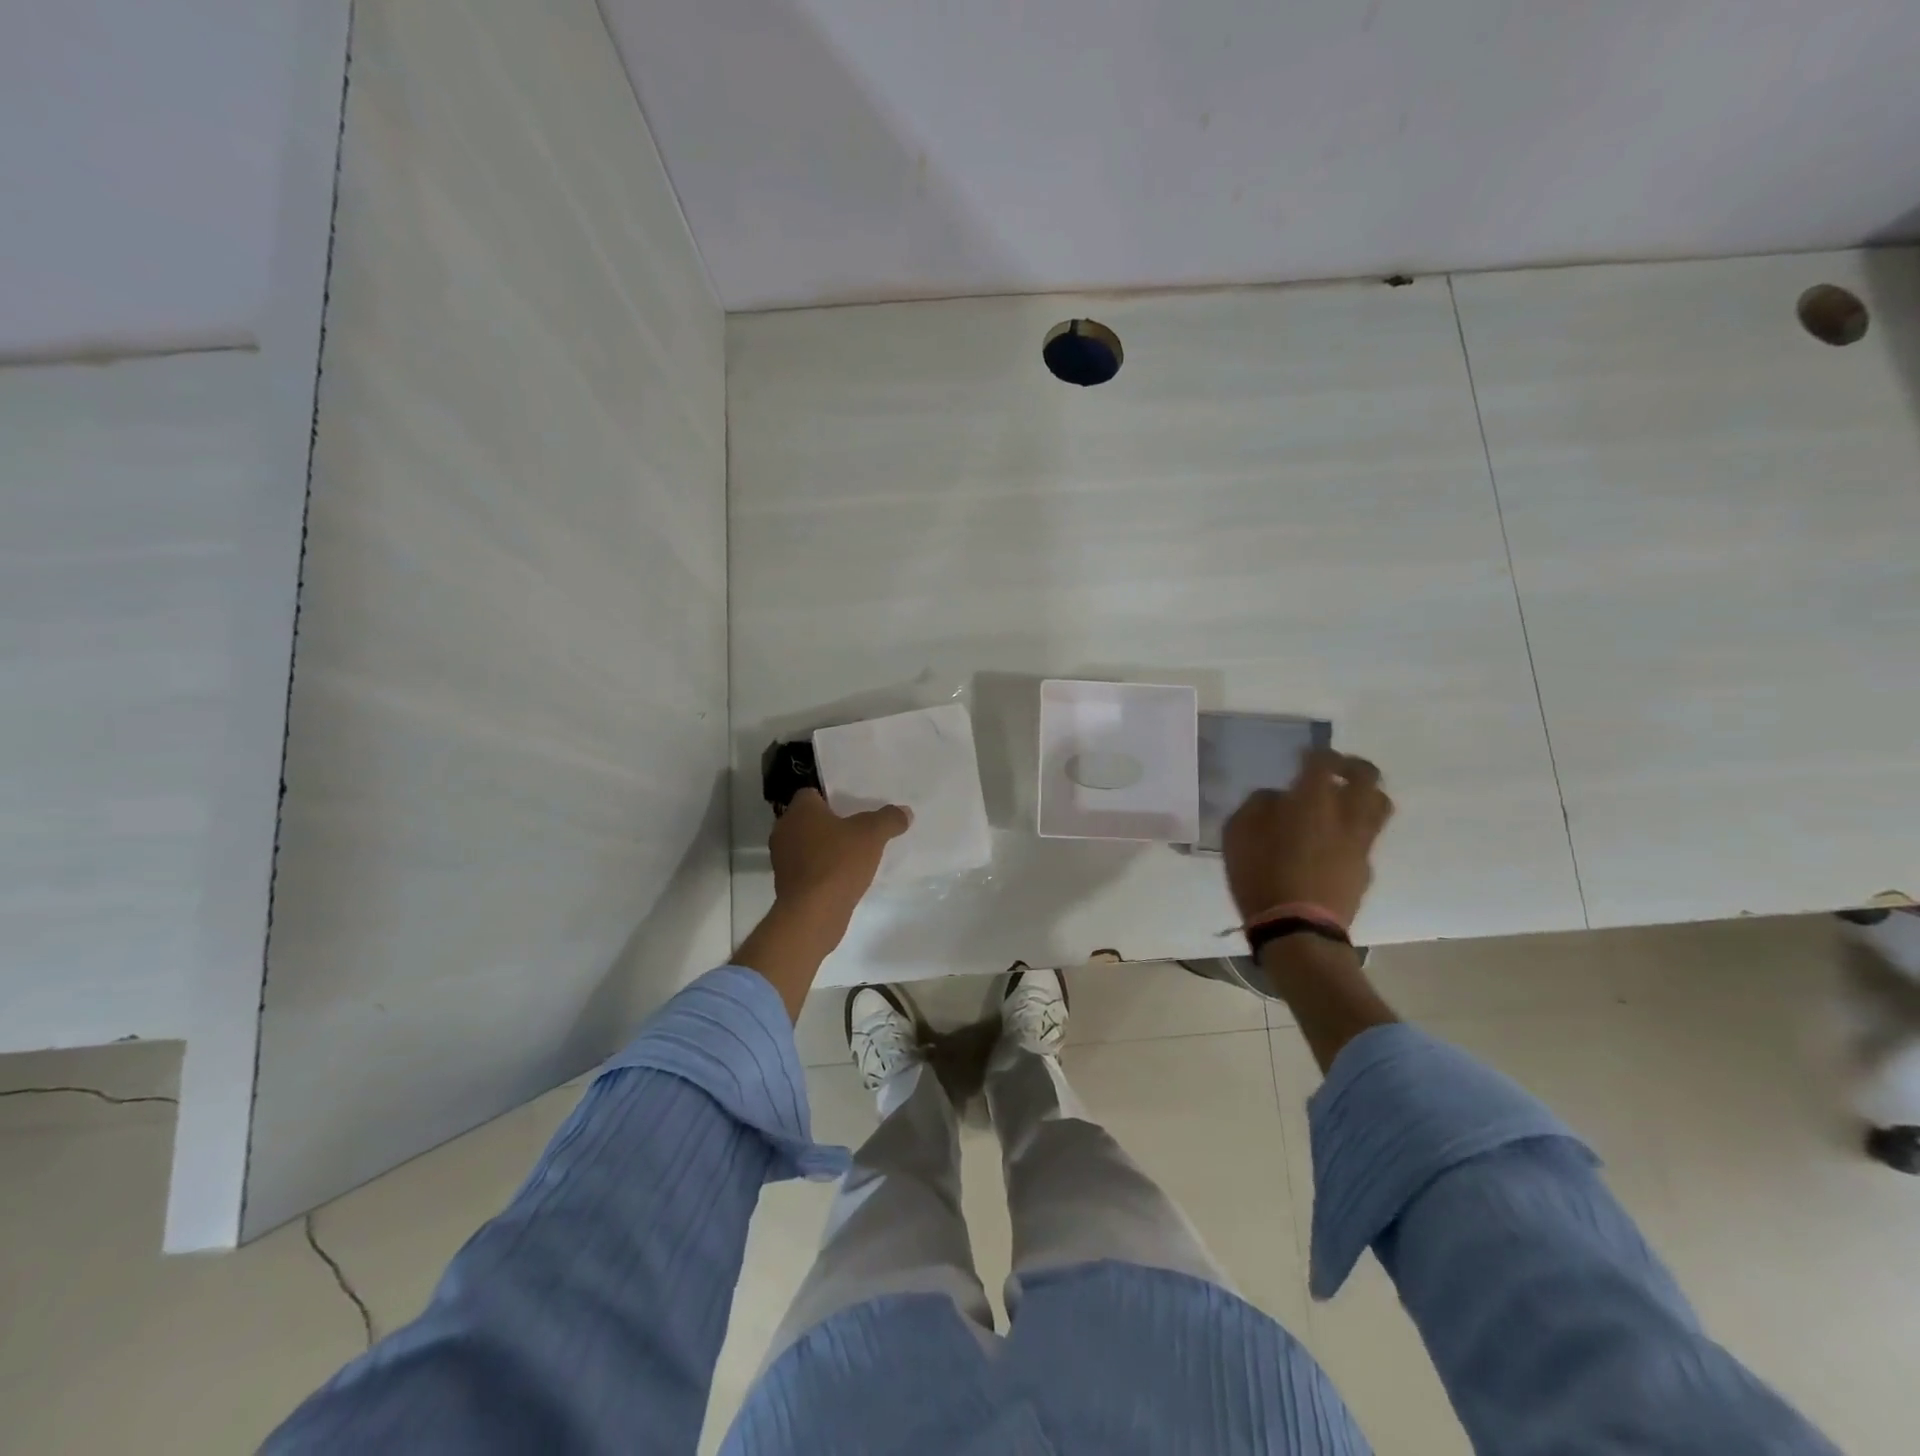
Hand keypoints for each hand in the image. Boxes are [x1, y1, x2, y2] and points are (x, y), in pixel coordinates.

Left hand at [769, 788, 910, 943]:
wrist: (812, 914)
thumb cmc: (838, 862)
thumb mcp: (872, 835)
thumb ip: (889, 819)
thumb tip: (905, 811)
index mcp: (799, 810)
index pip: (811, 793)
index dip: (831, 798)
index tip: (852, 808)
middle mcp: (784, 830)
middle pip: (808, 820)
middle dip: (830, 824)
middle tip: (856, 830)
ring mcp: (782, 860)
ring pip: (806, 845)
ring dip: (825, 849)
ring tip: (852, 855)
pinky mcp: (786, 885)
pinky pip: (807, 869)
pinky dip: (821, 870)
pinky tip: (842, 878)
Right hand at [1221, 749, 1392, 929]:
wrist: (1297, 929)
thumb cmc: (1260, 875)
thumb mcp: (1237, 834)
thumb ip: (1257, 806)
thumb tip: (1275, 798)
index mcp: (1313, 800)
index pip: (1324, 761)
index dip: (1315, 754)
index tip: (1302, 758)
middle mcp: (1346, 814)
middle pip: (1367, 776)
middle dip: (1352, 766)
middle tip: (1334, 770)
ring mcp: (1361, 843)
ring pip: (1379, 805)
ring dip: (1364, 795)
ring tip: (1344, 802)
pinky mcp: (1366, 869)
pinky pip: (1367, 838)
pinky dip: (1355, 830)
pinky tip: (1334, 843)